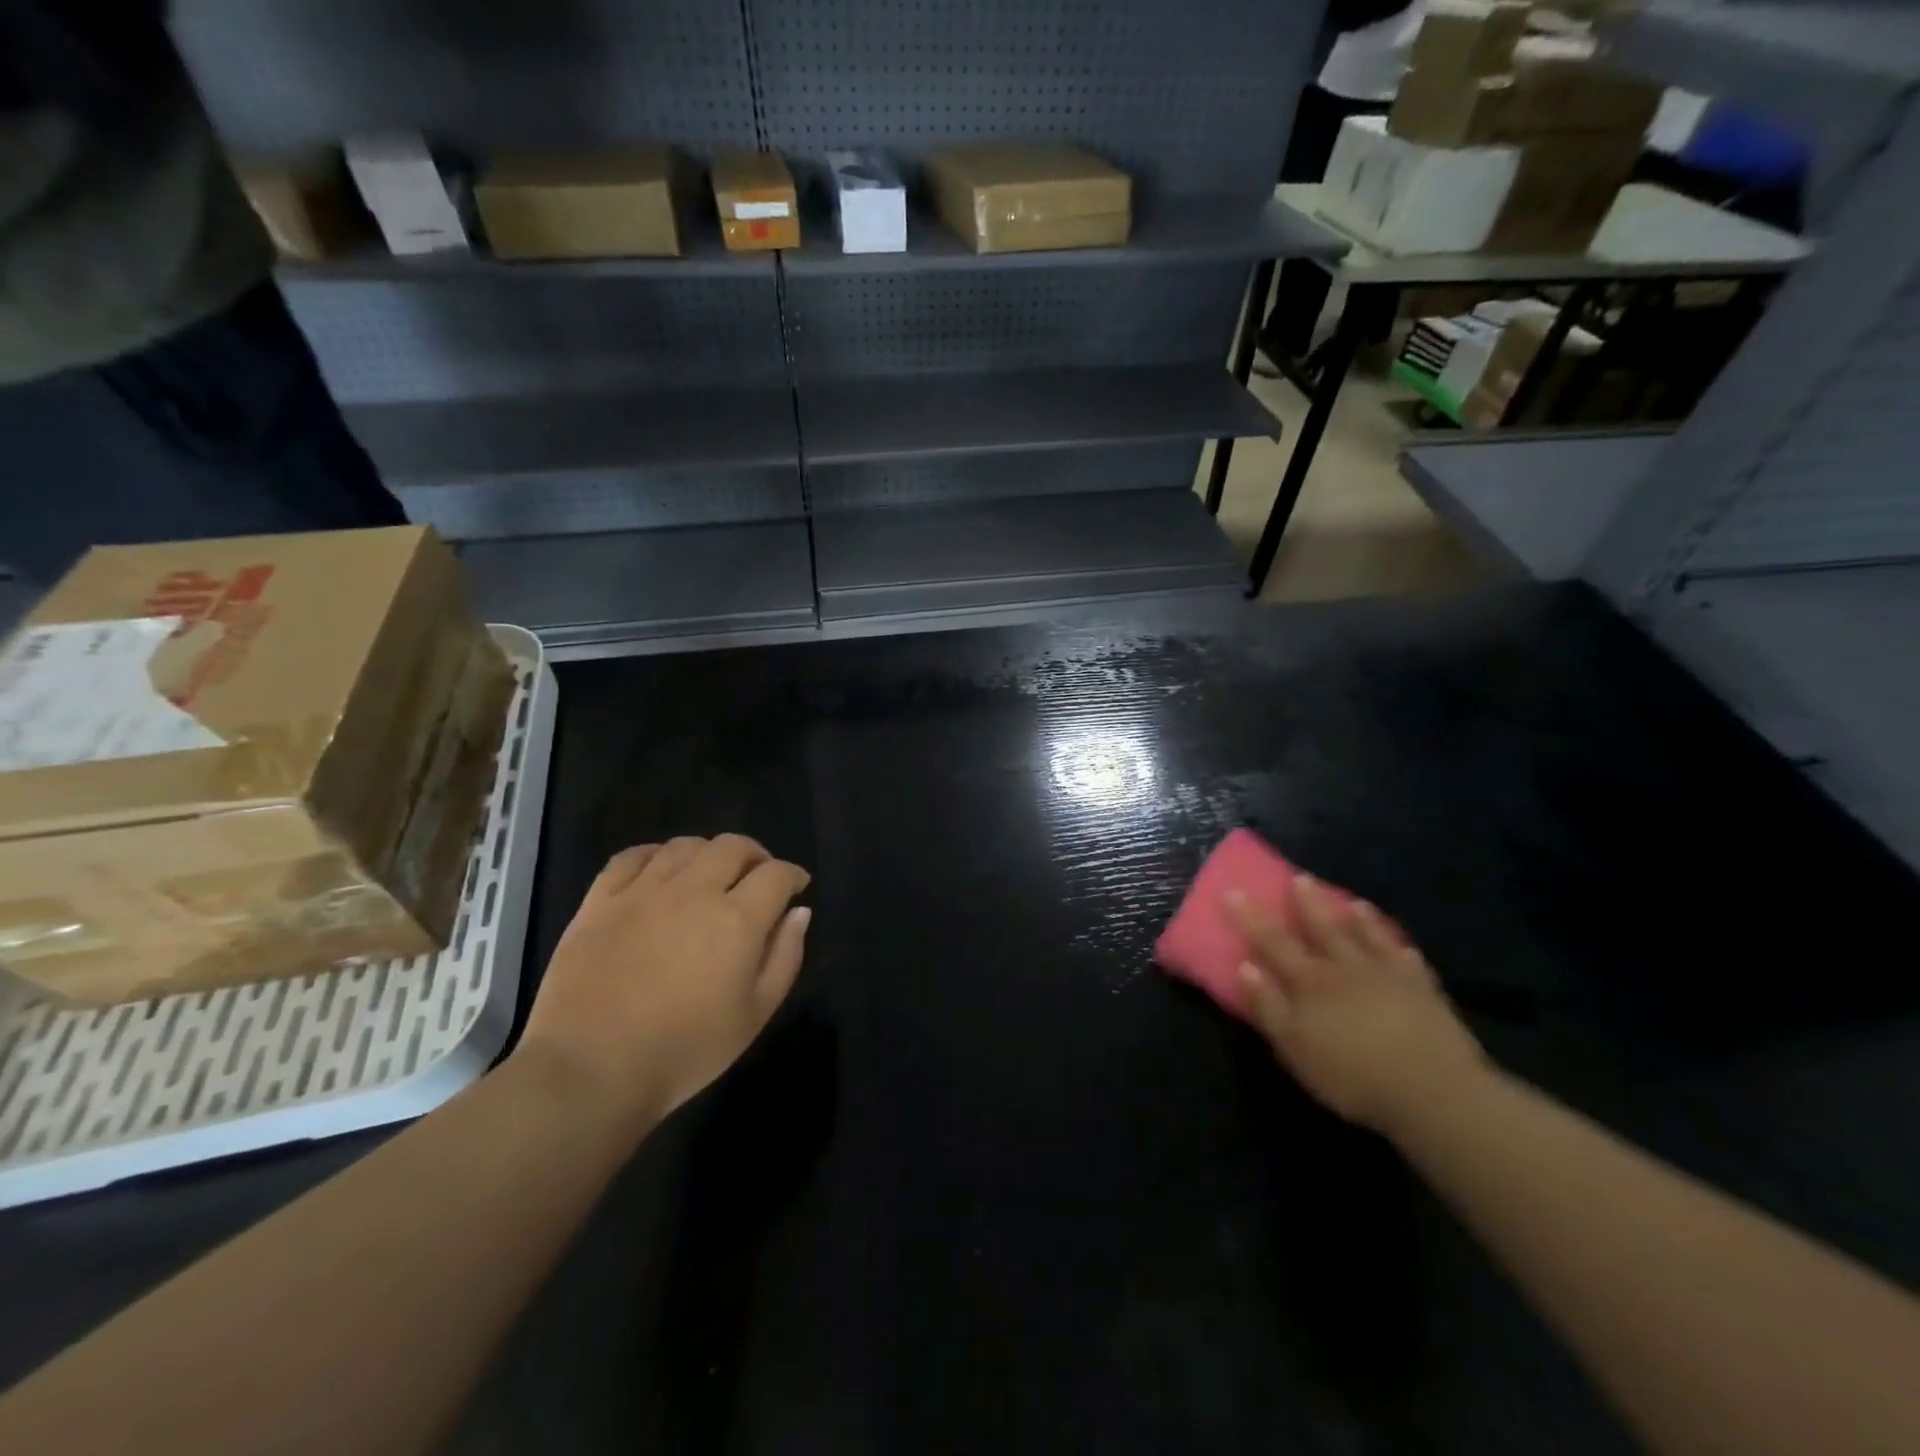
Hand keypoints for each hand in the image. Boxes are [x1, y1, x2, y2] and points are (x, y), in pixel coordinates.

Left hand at [517, 835, 811, 1132]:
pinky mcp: (600, 901)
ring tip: (709, 874)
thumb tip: (799, 913)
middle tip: (757, 877)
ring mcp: (643, 892)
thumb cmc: (685, 1051)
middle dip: (755, 855)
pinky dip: (654, 855)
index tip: (797, 887)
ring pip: (685, 846)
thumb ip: (784, 957)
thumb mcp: (754, 1015)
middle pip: (732, 847)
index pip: (776, 874)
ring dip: (708, 853)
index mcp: (737, 919)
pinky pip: (631, 857)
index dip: (793, 875)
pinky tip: (659, 871)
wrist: (591, 1071)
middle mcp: (694, 891)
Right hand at [1230, 876, 1486, 1136]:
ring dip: (1356, 918)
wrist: (1434, 1092)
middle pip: (1322, 928)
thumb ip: (1268, 1007)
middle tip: (1298, 878)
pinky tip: (1399, 943)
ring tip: (1350, 901)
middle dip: (1307, 903)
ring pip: (1367, 937)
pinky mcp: (1423, 991)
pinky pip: (1407, 959)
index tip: (1234, 892)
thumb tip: (1244, 966)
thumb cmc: (1352, 1075)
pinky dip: (1398, 946)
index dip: (1251, 918)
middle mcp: (1346, 968)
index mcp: (1310, 982)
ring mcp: (1388, 975)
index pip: (1273, 942)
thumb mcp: (1295, 1048)